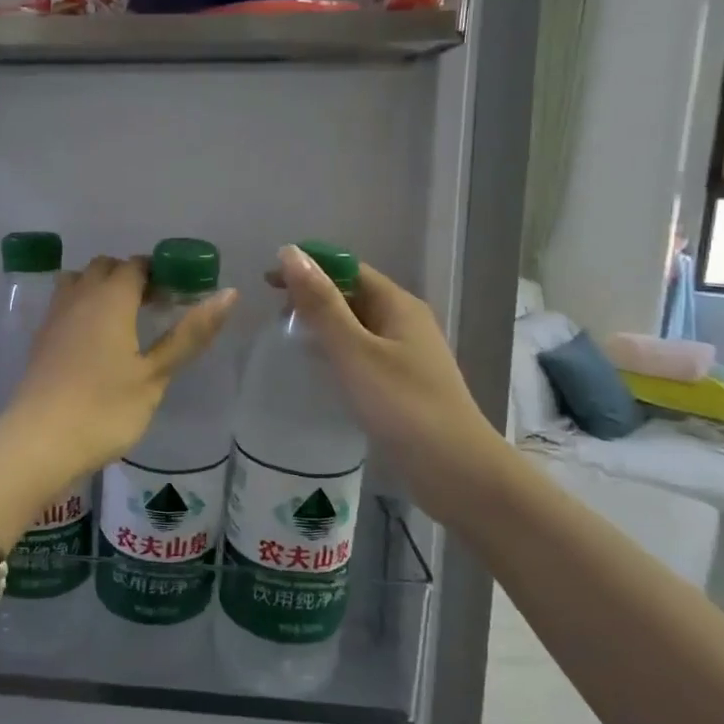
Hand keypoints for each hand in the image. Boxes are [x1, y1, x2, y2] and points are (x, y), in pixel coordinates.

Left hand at [0, 255, 236, 488]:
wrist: (39, 442)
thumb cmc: (105, 408)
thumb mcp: (155, 374)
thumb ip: (190, 333)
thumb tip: (229, 293)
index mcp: (111, 298)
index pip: (136, 265)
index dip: (159, 273)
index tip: (177, 296)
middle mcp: (79, 297)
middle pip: (105, 268)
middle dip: (130, 278)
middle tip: (154, 308)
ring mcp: (54, 317)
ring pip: (78, 282)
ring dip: (101, 289)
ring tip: (123, 322)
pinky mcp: (40, 340)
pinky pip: (64, 306)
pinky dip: (82, 309)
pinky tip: (94, 343)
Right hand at [271, 245, 511, 498]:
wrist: (455, 470)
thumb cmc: (402, 405)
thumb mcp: (354, 351)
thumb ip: (320, 304)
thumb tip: (289, 253)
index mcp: (397, 304)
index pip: (347, 268)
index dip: (308, 267)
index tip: (268, 282)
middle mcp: (405, 321)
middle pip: (353, 293)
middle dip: (313, 295)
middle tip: (274, 315)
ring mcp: (406, 353)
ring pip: (356, 324)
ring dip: (322, 323)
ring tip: (288, 337)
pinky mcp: (402, 382)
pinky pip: (362, 351)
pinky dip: (336, 350)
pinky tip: (319, 367)